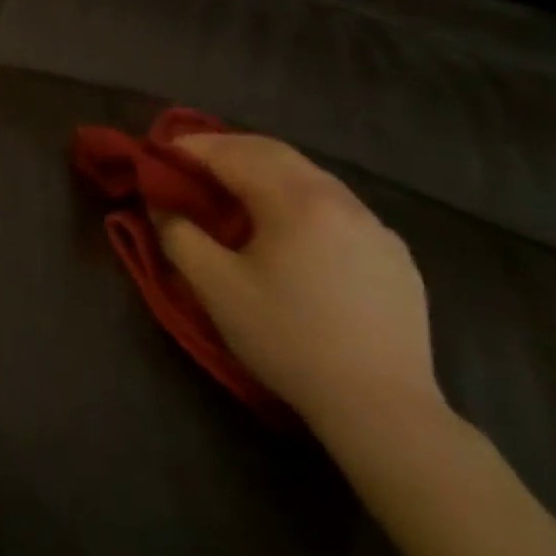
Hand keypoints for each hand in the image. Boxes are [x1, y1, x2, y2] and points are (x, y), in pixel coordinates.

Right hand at [153, 134, 443, 441]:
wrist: (381, 407)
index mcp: (295, 199)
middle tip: (192, 161)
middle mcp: (339, 198)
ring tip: (237, 191)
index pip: (233, 154)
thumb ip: (179, 236)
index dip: (192, 147)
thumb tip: (163, 207)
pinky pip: (338, 207)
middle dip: (228, 149)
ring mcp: (374, 225)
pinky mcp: (395, 254)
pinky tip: (292, 231)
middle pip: (274, 153)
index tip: (160, 152)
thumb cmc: (287, 339)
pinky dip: (302, 200)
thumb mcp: (215, 288)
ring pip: (310, 177)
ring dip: (266, 172)